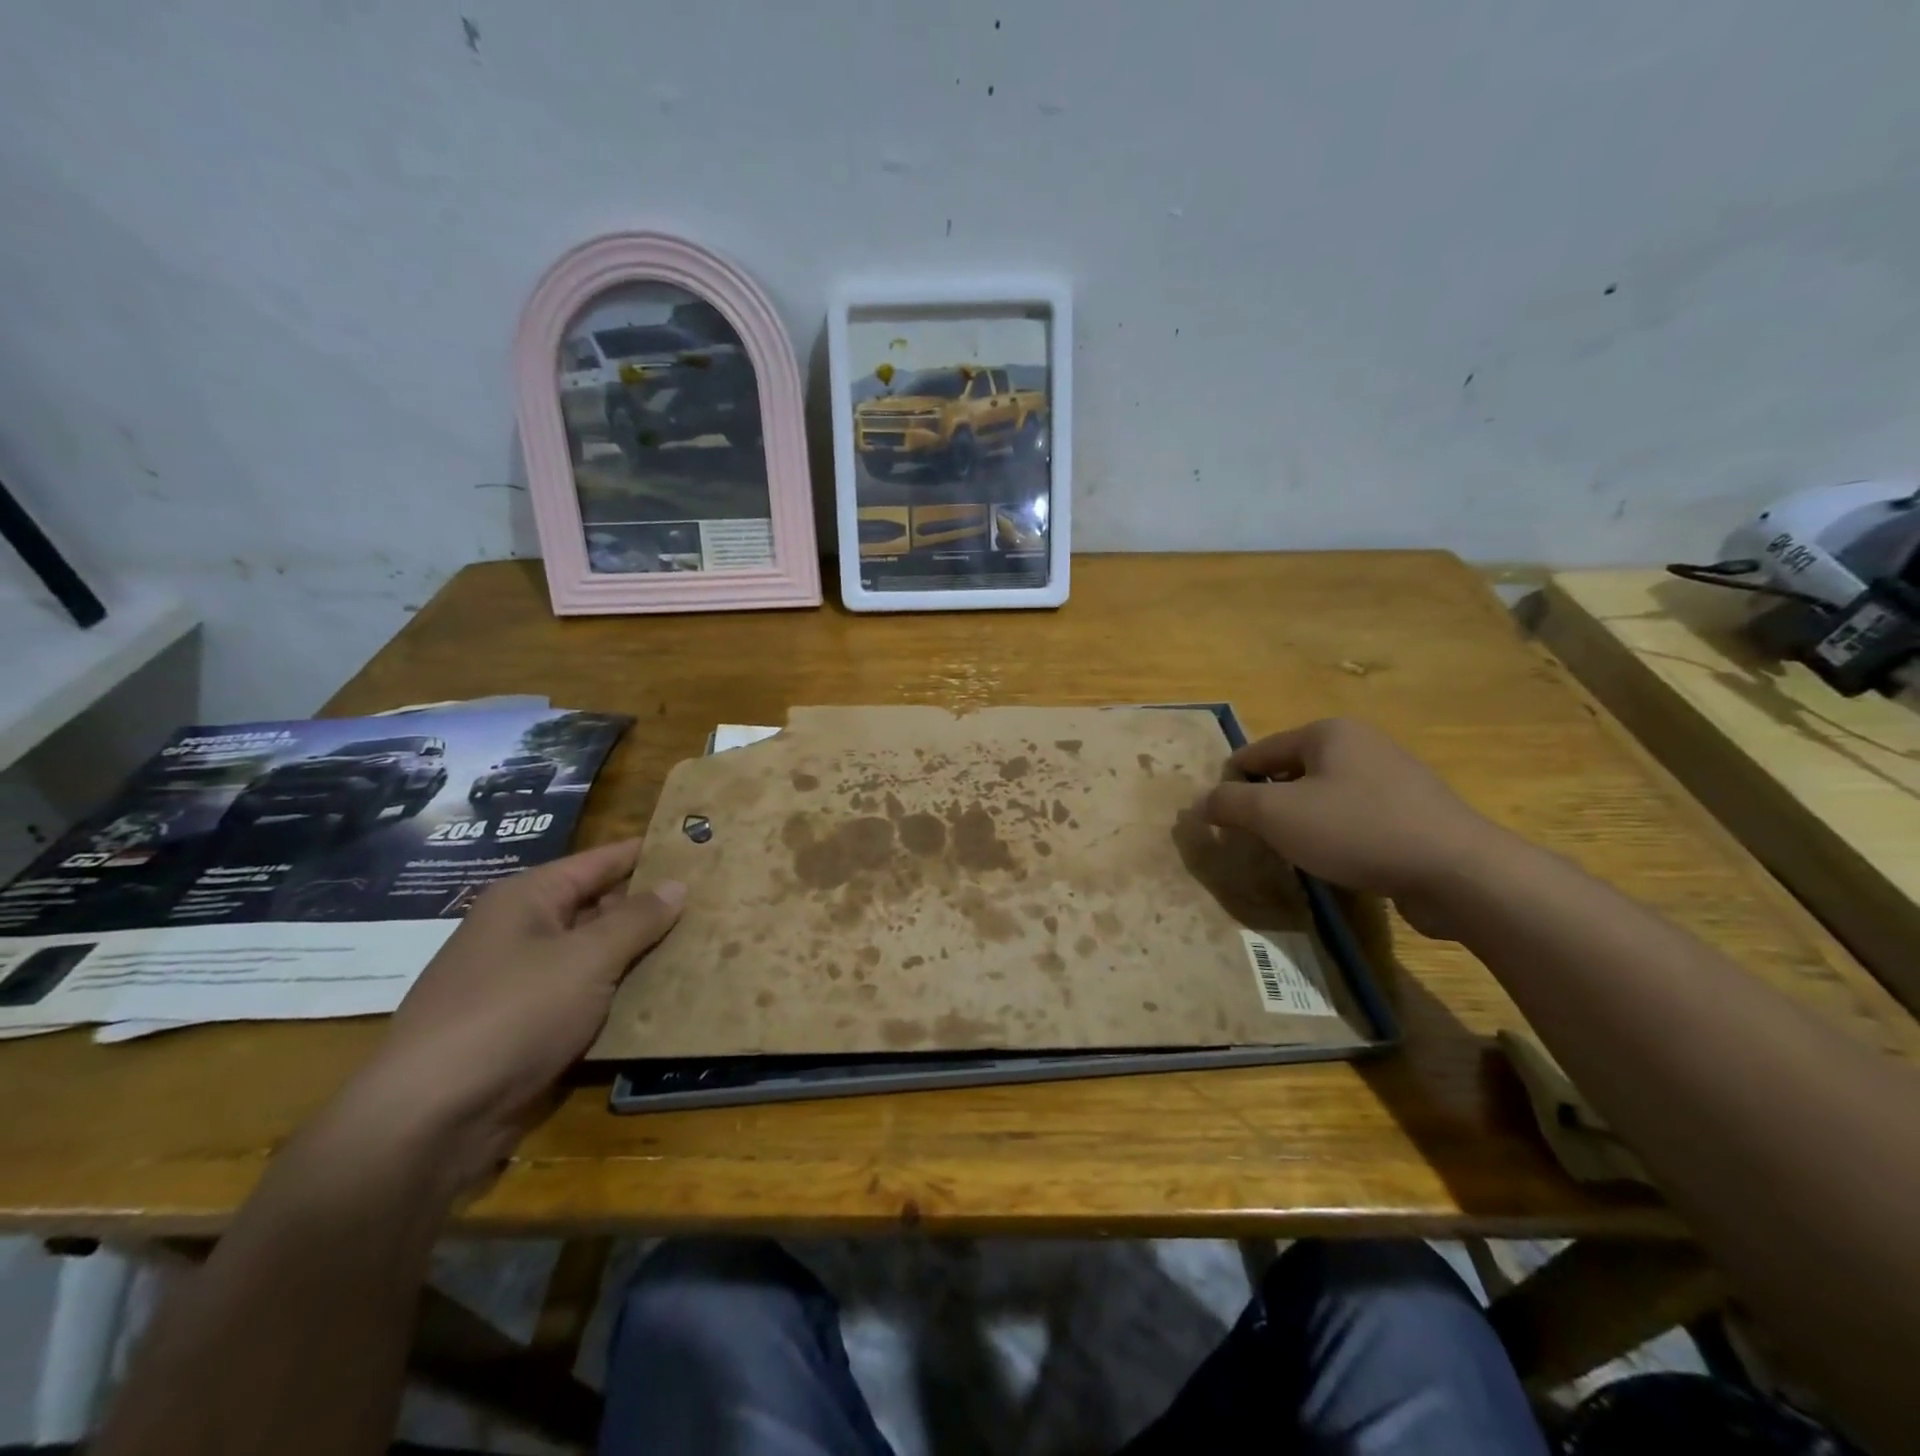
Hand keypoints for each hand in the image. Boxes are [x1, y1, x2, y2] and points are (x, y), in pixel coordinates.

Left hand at [348, 841, 683, 1190]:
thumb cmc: (513, 1014)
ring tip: (702, 947)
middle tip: (713, 904)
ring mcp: (521, 981)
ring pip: (595, 955)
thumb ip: (637, 919)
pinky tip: (662, 998)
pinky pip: (584, 997)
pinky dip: (619, 995)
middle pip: (599, 907)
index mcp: (529, 898)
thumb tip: (677, 884)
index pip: (601, 861)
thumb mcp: (587, 958)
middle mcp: (522, 931)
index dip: (648, 854)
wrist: (430, 1118)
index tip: (698, 849)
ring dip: (639, 956)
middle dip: (651, 909)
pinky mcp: (526, 1026)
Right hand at [1203, 719, 1513, 936]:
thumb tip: (1200, 803)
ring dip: (1301, 823)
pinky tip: (1337, 863)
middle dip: (1267, 806)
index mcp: (1327, 732)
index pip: (1256, 753)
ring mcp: (1393, 777)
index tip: (1218, 822)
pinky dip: (1336, 836)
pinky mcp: (1414, 812)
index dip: (1230, 785)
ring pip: (1323, 797)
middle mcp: (1361, 744)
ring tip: (1292, 856)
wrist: (1459, 872)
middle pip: (1289, 773)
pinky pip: (1355, 818)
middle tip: (1253, 842)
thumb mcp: (1276, 816)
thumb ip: (1229, 805)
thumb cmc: (1357, 830)